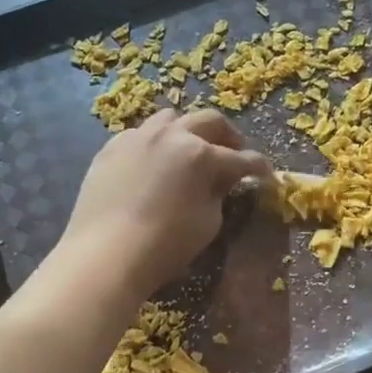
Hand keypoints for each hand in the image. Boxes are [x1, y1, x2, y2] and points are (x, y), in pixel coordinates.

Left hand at [53, 108, 272, 302]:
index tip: (266, 173)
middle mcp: (171, 135)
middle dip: (228, 136)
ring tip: (191, 149)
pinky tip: (154, 162)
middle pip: (209, 121)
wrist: (105, 254)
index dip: (258, 166)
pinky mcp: (111, 148)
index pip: (240, 158)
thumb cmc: (165, 245)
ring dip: (188, 130)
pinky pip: (140, 135)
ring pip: (171, 119)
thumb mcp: (207, 223)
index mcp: (201, 154)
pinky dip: (155, 143)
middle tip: (233, 153)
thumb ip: (218, 194)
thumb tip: (219, 182)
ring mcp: (138, 137)